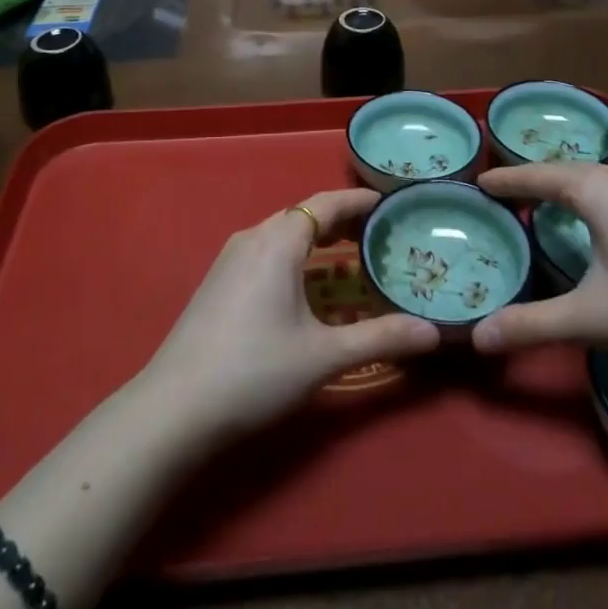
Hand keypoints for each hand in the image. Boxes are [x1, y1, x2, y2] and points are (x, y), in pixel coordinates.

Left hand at [140, 189, 440, 445]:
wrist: (174, 408)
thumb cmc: (254, 371)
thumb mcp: (323, 356)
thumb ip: (380, 338)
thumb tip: (433, 333)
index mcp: (278, 241)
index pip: (325, 203)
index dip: (357, 200)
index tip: (388, 202)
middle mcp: (252, 237)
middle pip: (304, 215)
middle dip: (341, 221)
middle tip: (378, 235)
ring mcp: (229, 258)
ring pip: (282, 234)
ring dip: (316, 240)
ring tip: (349, 257)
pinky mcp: (217, 281)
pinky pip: (265, 251)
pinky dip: (294, 255)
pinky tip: (305, 286)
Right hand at [472, 161, 607, 364]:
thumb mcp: (591, 318)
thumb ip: (532, 325)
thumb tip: (476, 337)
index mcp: (592, 190)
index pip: (535, 176)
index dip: (505, 180)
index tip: (476, 182)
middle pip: (561, 169)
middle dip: (529, 177)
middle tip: (499, 190)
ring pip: (590, 174)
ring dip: (561, 180)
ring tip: (539, 193)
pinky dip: (588, 189)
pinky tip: (596, 204)